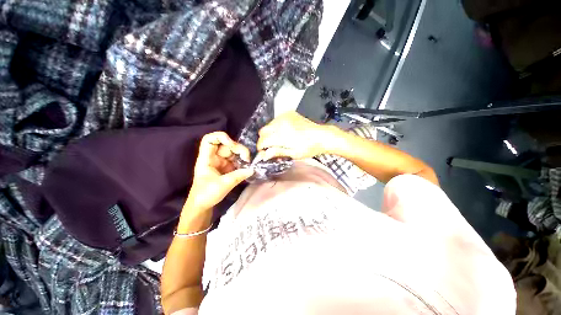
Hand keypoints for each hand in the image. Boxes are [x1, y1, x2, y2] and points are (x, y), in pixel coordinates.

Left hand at [185, 132, 253, 210]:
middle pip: (226, 145)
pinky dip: (242, 163)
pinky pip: (236, 161)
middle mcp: (214, 157)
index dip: (221, 137)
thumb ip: (238, 176)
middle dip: (238, 149)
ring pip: (233, 152)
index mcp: (206, 159)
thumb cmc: (206, 195)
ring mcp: (221, 162)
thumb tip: (252, 169)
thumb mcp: (223, 185)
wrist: (201, 206)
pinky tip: (247, 167)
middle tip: (247, 159)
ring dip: (242, 156)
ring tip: (248, 164)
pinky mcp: (226, 168)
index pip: (210, 140)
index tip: (232, 145)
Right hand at [256, 112, 330, 161]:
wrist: (321, 136)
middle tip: (271, 147)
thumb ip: (277, 152)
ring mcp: (285, 116)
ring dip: (270, 133)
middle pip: (263, 131)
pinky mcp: (289, 113)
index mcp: (282, 134)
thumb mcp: (293, 153)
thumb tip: (263, 155)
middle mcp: (281, 123)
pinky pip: (276, 120)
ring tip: (279, 140)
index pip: (263, 141)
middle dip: (264, 140)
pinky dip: (276, 127)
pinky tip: (283, 132)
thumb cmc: (309, 148)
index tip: (264, 153)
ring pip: (268, 125)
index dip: (261, 148)